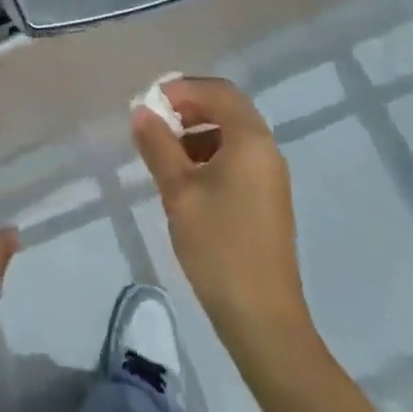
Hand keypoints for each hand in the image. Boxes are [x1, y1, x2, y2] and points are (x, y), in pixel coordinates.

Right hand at [131, 76, 308, 341]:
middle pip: (228, 109)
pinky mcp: (267, 202)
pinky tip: (186, 182)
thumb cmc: (219, 246)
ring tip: (164, 154)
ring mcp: (270, 178)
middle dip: (190, 108)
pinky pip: (238, 159)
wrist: (264, 322)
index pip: (218, 91)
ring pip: (232, 135)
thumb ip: (158, 145)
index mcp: (250, 140)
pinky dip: (210, 155)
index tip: (151, 104)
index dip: (183, 89)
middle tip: (156, 123)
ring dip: (198, 132)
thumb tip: (141, 111)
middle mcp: (266, 150)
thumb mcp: (178, 191)